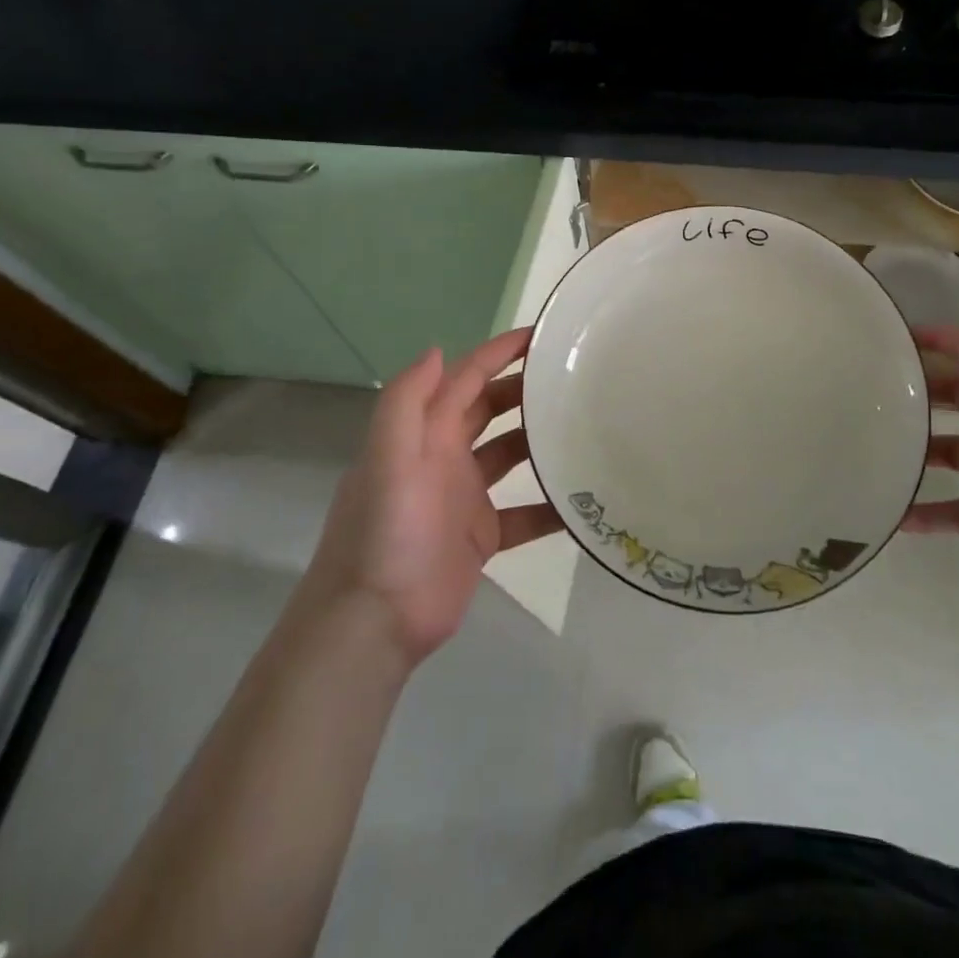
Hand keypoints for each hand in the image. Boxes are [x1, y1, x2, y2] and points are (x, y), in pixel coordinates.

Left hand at [306, 328, 564, 664]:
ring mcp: (464, 498)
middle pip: (490, 409)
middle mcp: (445, 457)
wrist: (373, 621)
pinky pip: (525, 513)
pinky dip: (550, 506)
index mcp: (424, 433)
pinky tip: (585, 500)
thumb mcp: (386, 458)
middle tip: (572, 378)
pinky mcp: (481, 537)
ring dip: (540, 441)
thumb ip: (406, 401)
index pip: (465, 378)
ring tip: (585, 427)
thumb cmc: (384, 532)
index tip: (541, 336)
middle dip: (524, 389)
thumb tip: (438, 350)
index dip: (498, 353)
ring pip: (510, 456)